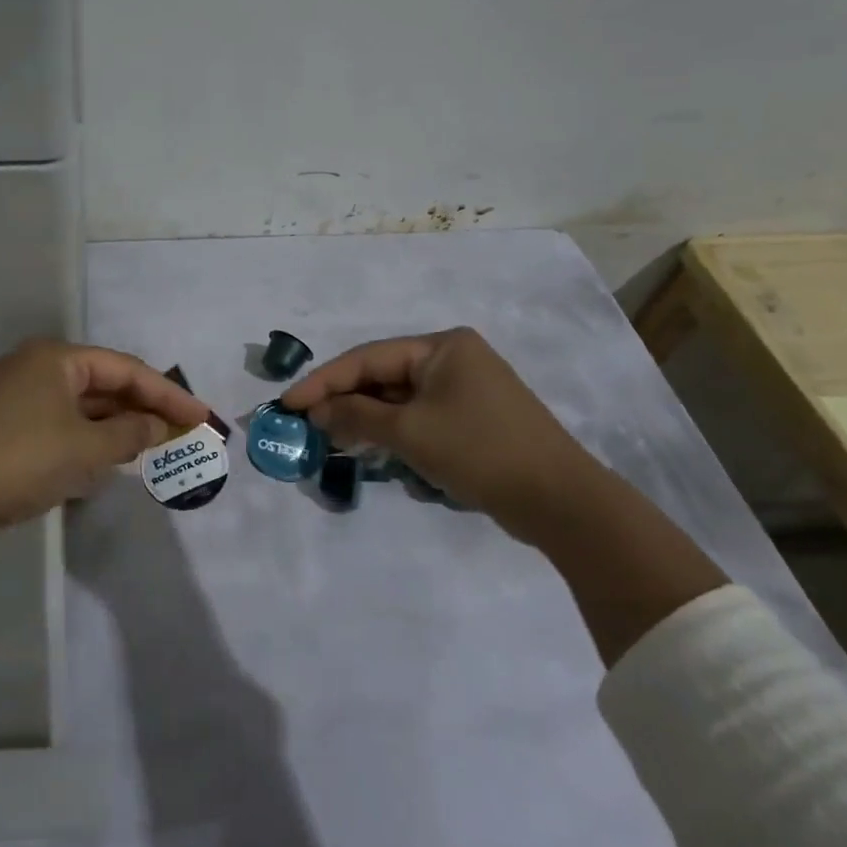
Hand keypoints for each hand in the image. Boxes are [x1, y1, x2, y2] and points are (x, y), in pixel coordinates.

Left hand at [0, 338, 209, 530]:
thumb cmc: (24, 460)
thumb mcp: (87, 449)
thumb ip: (130, 434)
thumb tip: (156, 427)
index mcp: (56, 358)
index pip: (125, 369)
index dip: (168, 393)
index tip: (201, 416)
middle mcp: (35, 365)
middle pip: (102, 382)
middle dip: (142, 407)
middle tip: (181, 429)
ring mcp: (16, 393)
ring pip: (80, 403)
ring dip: (116, 423)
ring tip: (152, 443)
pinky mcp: (5, 422)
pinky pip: (60, 420)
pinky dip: (88, 435)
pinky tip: (107, 454)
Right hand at [279, 327, 598, 526]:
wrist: (559, 500)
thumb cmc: (479, 450)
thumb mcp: (409, 432)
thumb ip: (356, 416)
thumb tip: (315, 412)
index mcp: (441, 346)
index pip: (367, 358)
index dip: (322, 382)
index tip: (287, 403)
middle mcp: (453, 358)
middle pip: (382, 375)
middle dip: (343, 401)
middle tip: (305, 423)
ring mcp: (465, 389)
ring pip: (398, 398)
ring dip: (364, 418)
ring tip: (329, 438)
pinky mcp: (471, 418)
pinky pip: (418, 416)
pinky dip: (391, 430)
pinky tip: (368, 447)